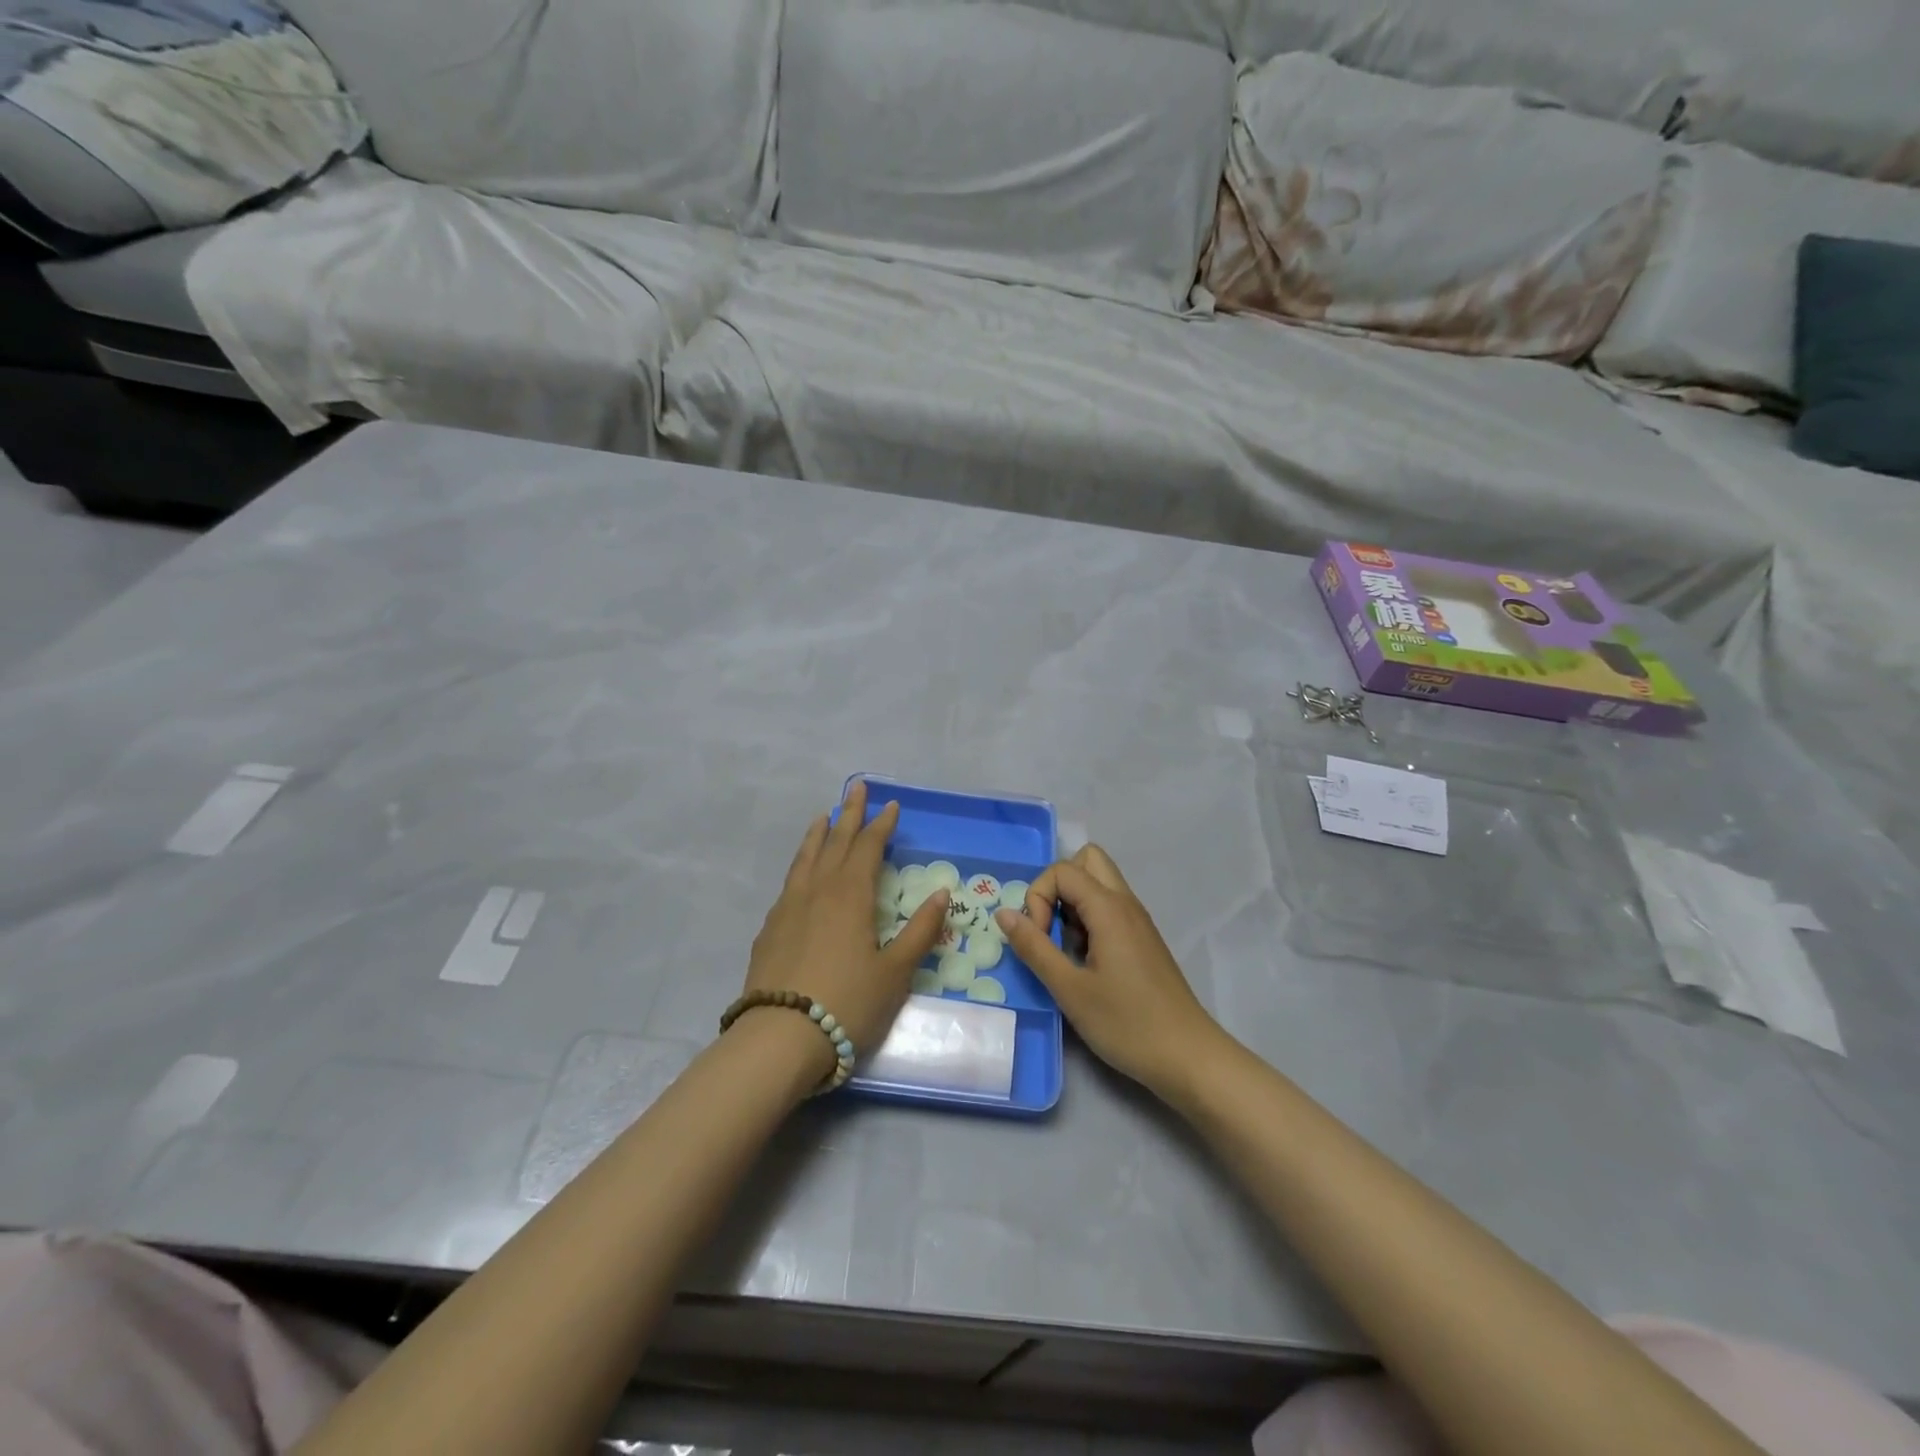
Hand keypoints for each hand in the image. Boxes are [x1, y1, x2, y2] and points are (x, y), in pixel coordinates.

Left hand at [744, 780, 950, 1077]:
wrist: (779, 1038)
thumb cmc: (848, 1003)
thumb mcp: (895, 972)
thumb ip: (920, 931)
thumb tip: (942, 893)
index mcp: (851, 895)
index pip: (868, 848)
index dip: (881, 825)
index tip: (891, 806)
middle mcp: (818, 890)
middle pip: (836, 842)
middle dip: (849, 813)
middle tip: (857, 788)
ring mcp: (788, 907)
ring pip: (806, 858)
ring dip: (818, 834)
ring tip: (823, 816)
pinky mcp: (770, 928)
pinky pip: (790, 881)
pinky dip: (800, 864)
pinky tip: (802, 873)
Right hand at [995, 844, 1224, 1099]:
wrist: (1188, 1057)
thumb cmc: (1127, 1023)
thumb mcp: (1070, 989)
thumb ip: (1034, 948)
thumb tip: (1004, 913)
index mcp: (1109, 908)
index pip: (1062, 870)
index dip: (1038, 898)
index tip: (1039, 940)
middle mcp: (1126, 903)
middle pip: (1087, 860)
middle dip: (1057, 886)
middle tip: (1050, 927)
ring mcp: (1137, 921)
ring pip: (1099, 884)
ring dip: (1073, 904)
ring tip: (1066, 949)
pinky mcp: (1142, 940)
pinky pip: (1109, 908)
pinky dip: (1089, 920)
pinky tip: (1086, 963)